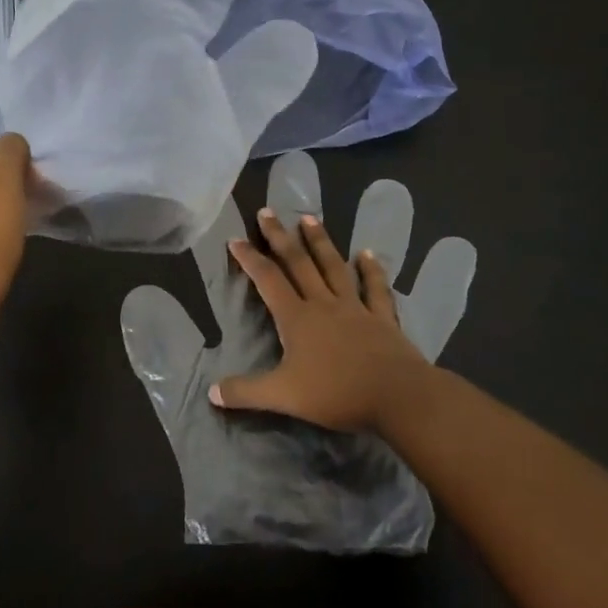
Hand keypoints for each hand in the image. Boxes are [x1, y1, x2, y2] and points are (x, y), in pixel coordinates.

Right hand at [214, 159, 474, 433]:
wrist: (397, 395)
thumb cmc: (336, 393)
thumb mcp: (283, 396)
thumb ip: (245, 392)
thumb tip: (211, 391)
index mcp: (297, 318)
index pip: (268, 280)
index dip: (250, 259)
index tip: (235, 239)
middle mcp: (324, 304)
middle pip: (298, 264)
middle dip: (280, 237)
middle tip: (267, 212)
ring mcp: (355, 308)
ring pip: (333, 267)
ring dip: (320, 242)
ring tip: (309, 218)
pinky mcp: (382, 318)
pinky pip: (374, 288)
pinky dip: (371, 270)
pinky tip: (367, 254)